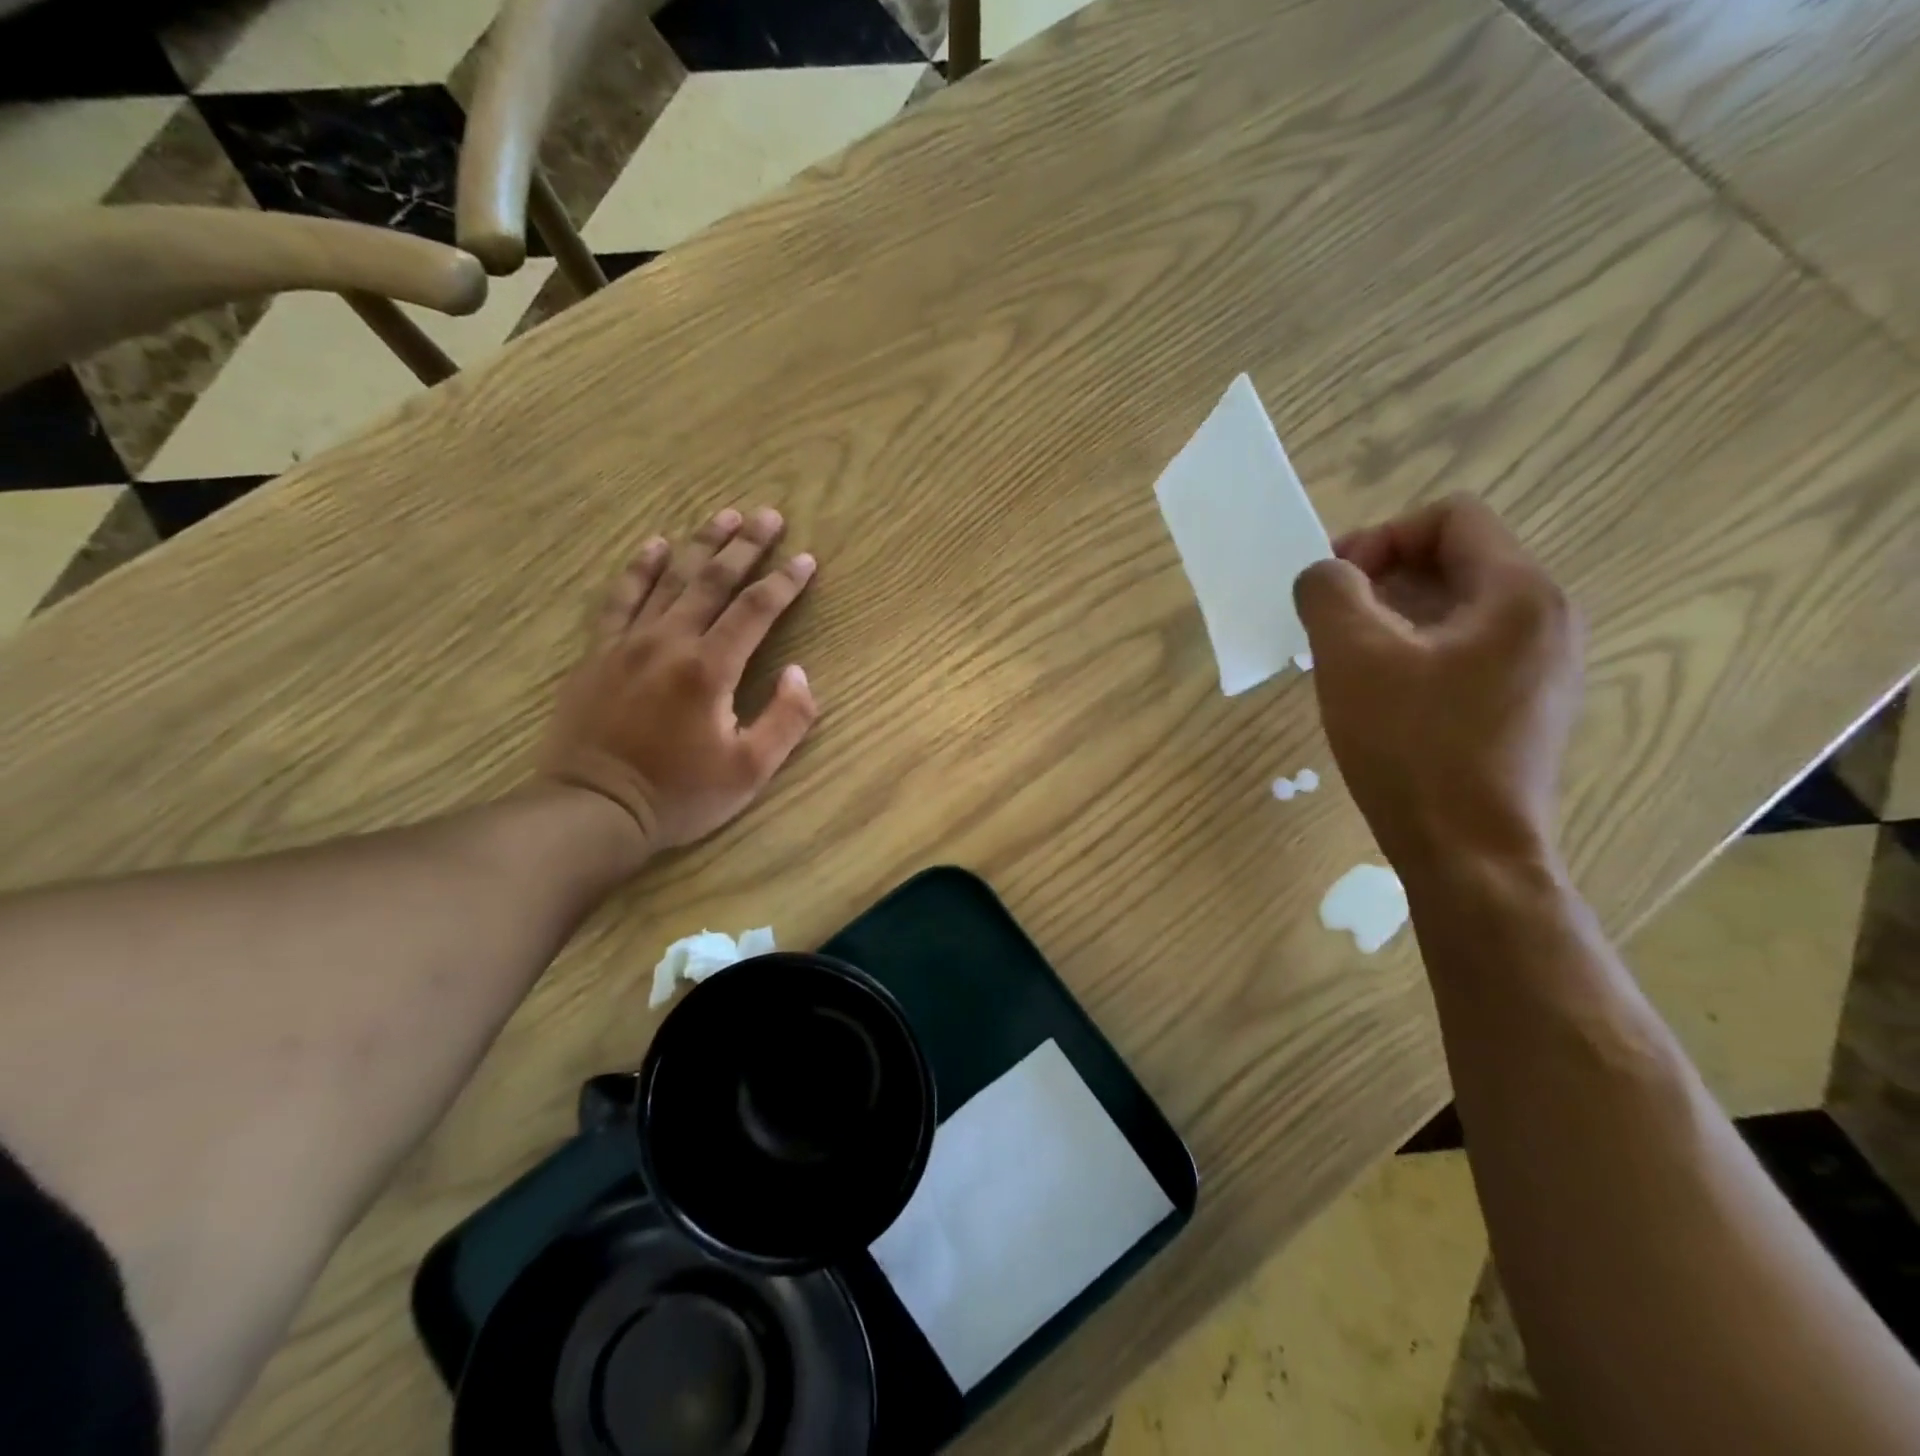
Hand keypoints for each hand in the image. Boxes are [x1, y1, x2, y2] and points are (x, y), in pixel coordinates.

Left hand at [537, 507, 818, 866]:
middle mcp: (669, 641)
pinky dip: (639, 569)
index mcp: (710, 668)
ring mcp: (628, 643)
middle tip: (768, 515)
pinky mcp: (598, 653)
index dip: (784, 582)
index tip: (805, 558)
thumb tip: (798, 672)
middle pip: (713, 580)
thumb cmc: (679, 795)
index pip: (755, 610)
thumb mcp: (750, 771)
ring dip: (700, 545)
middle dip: (745, 545)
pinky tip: (654, 546)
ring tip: (723, 515)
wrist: (592, 809)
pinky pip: (620, 598)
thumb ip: (785, 719)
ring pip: (670, 580)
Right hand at [1293, 494, 1582, 873]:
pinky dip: (1414, 654)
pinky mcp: (1522, 708)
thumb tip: (1324, 574)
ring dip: (1391, 619)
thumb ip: (1330, 593)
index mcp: (1518, 594)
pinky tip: (1377, 696)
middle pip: (1455, 561)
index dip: (1381, 536)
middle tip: (1329, 624)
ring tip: (1344, 662)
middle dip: (1381, 579)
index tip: (1335, 586)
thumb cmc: (1413, 748)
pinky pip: (1463, 652)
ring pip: (1455, 611)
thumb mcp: (1353, 659)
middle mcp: (1544, 620)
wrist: (1469, 855)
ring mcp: (1539, 668)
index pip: (1451, 518)